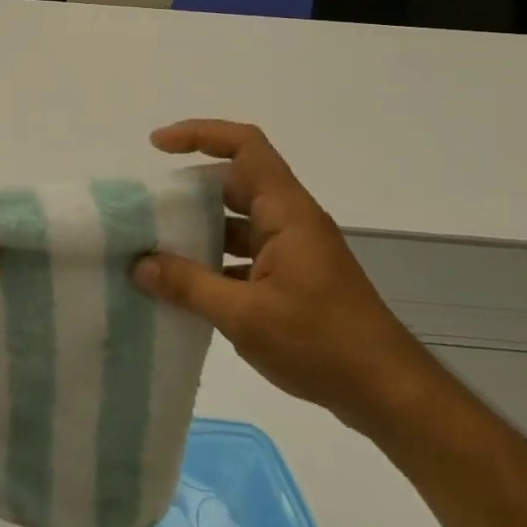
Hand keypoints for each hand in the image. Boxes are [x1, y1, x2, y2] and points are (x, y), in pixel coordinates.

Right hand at [133, 120, 452, 436]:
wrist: (388, 393)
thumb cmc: (322, 343)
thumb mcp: (245, 315)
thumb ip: (188, 285)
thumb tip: (138, 264)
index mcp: (285, 213)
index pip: (245, 147)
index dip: (200, 134)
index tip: (157, 146)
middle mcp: (289, 221)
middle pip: (234, 183)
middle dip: (188, 190)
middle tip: (148, 210)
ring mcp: (292, 251)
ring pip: (237, 222)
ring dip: (199, 230)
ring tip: (156, 250)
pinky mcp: (292, 279)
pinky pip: (244, 254)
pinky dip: (214, 262)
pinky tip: (186, 289)